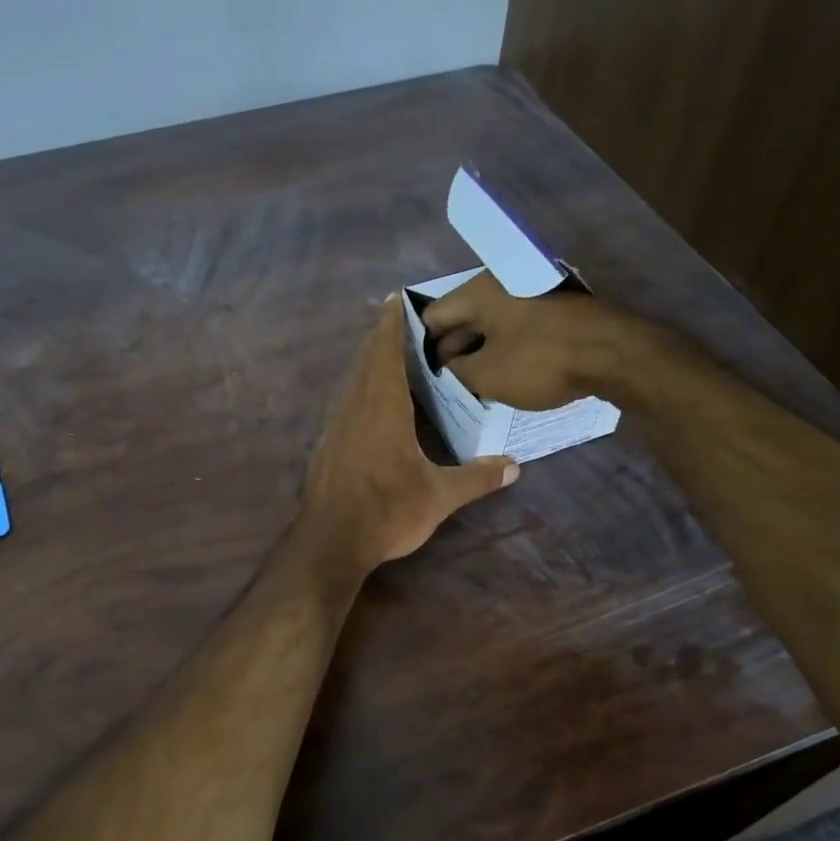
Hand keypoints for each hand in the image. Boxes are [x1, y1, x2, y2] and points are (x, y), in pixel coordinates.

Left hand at [300, 297, 518, 574]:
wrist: (329, 542)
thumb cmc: (386, 511)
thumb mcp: (439, 496)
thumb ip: (476, 478)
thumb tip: (514, 466)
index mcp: (383, 407)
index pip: (385, 351)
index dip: (390, 323)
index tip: (396, 298)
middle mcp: (355, 407)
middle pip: (365, 360)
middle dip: (380, 337)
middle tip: (399, 322)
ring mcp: (335, 426)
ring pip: (351, 381)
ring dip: (367, 363)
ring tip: (387, 356)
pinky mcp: (325, 446)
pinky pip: (344, 403)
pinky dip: (358, 389)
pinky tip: (369, 404)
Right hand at [420, 271, 623, 409]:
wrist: (614, 353)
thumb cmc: (540, 361)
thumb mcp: (485, 375)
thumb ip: (455, 371)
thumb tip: (448, 365)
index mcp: (477, 292)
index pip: (432, 316)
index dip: (423, 347)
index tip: (423, 374)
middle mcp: (500, 283)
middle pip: (462, 317)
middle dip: (452, 349)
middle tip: (447, 381)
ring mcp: (531, 293)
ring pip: (491, 323)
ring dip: (480, 349)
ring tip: (474, 381)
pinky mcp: (554, 308)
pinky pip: (517, 326)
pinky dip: (505, 346)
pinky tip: (505, 372)